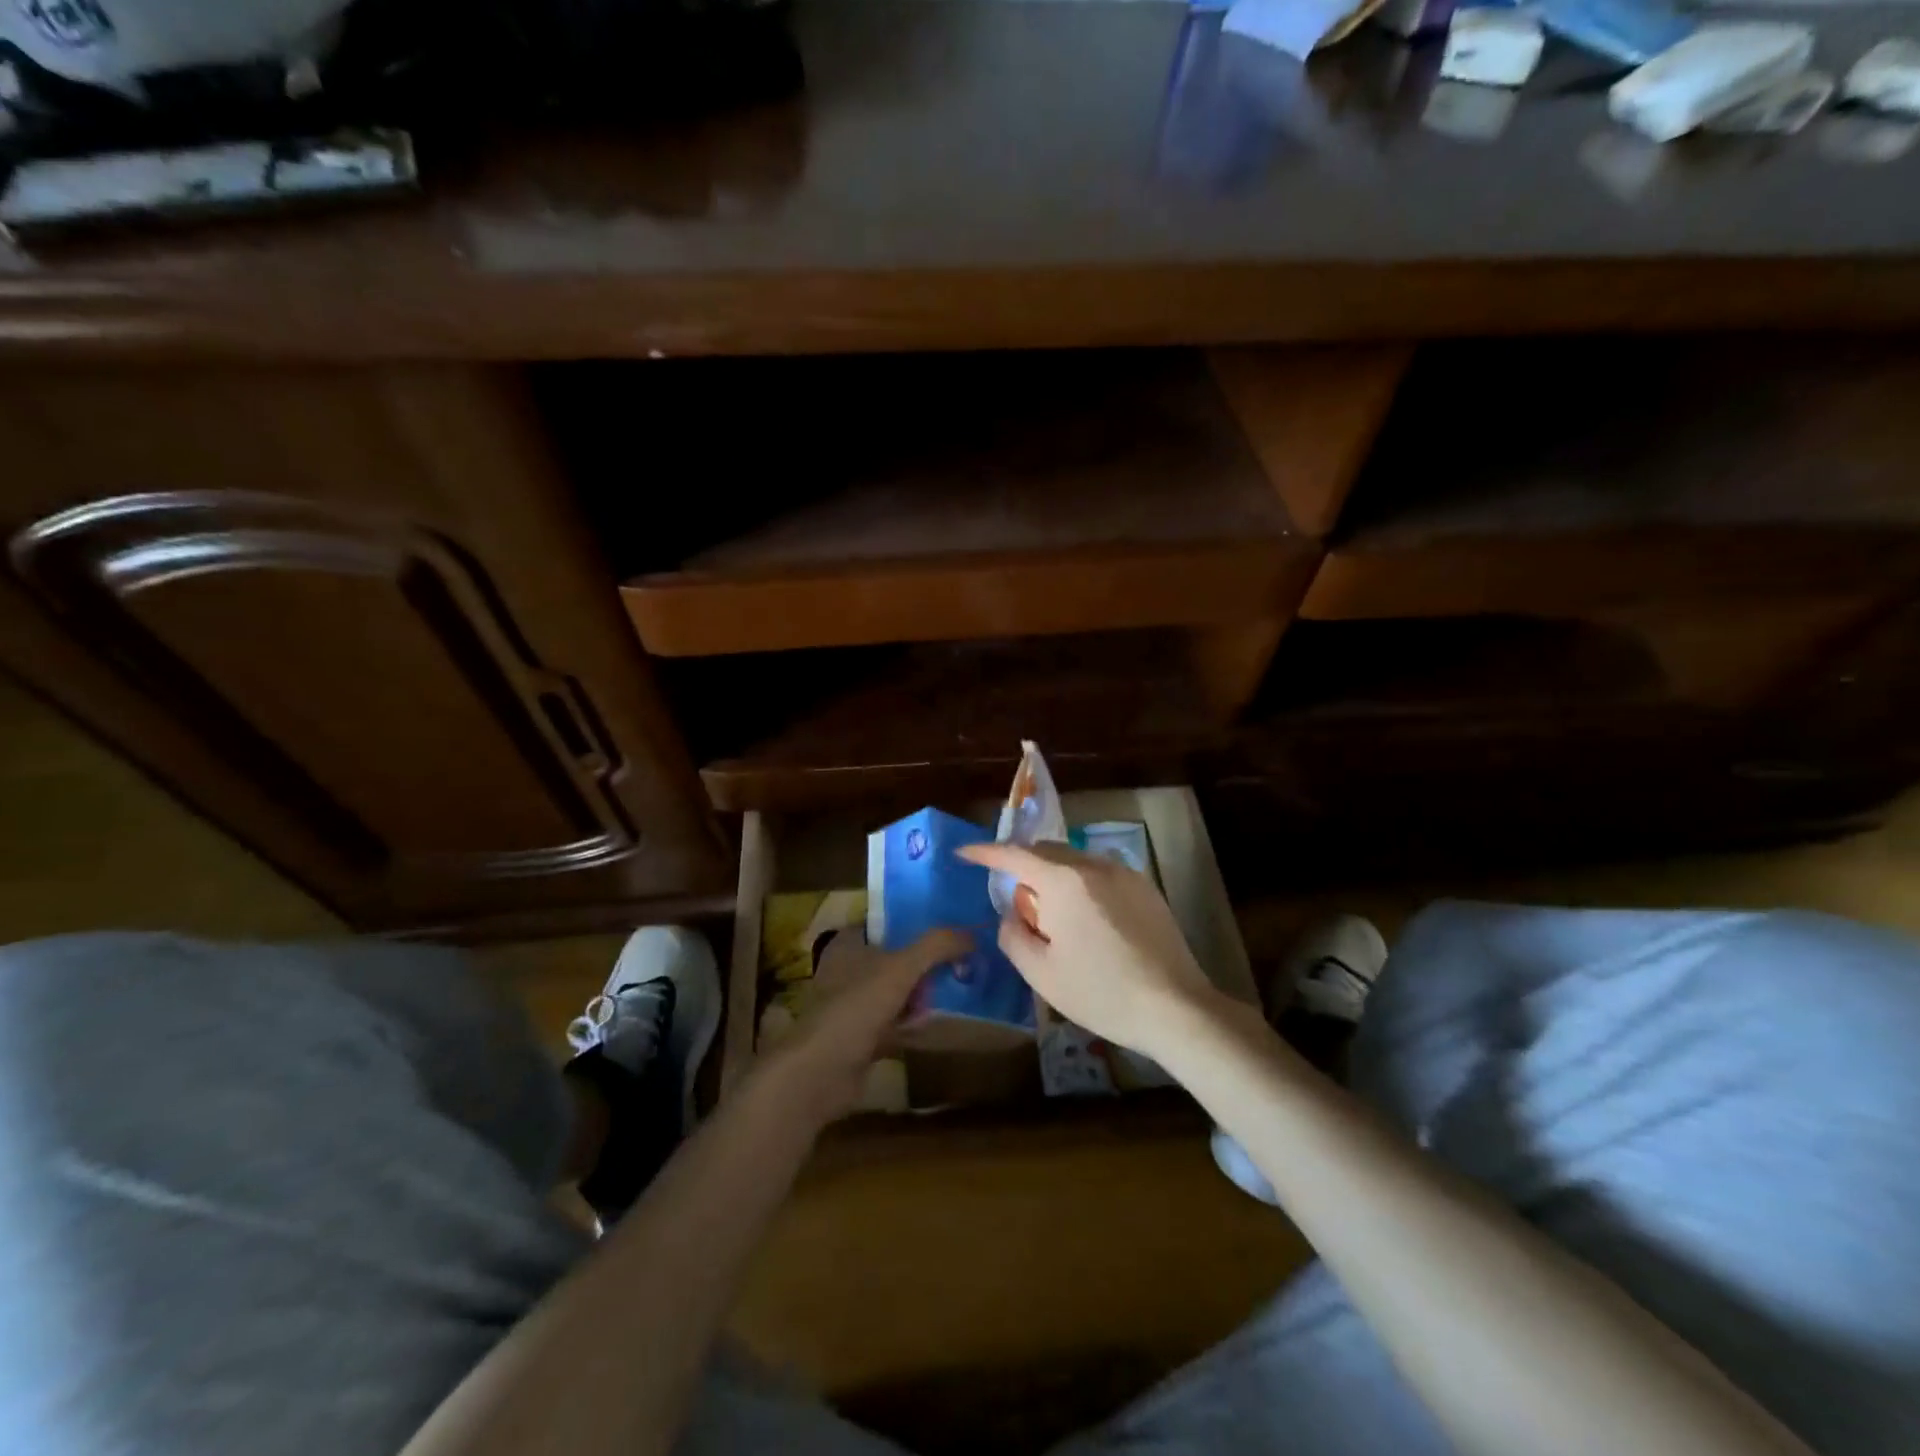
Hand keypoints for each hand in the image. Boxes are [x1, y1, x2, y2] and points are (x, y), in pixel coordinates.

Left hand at [759, 928, 969, 1121]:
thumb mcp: (899, 968)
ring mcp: (853, 1005)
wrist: (820, 1074)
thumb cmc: (855, 1008)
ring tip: (961, 986)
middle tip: (964, 959)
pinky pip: (896, 1022)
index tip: (951, 926)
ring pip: (897, 991)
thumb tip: (972, 934)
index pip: (887, 923)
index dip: (917, 922)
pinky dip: (914, 1023)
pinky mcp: (861, 1037)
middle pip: (896, 957)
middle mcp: (848, 970)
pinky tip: (941, 1021)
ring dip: (923, 993)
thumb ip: (936, 946)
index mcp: (848, 944)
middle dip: (927, 961)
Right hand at [957, 843, 1217, 1057]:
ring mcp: (1124, 873)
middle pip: (1046, 852)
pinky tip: (1089, 923)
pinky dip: (1082, 885)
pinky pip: (1100, 874)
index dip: (985, 853)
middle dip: (1023, 867)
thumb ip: (1013, 936)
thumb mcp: (1041, 973)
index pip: (1014, 855)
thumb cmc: (1101, 992)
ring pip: (1075, 861)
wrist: (1175, 1007)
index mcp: (1063, 881)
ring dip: (1054, 877)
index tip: (964, 853)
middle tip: (1016, 902)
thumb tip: (1011, 916)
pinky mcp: (1145, 887)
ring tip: (1055, 917)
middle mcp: (1093, 865)